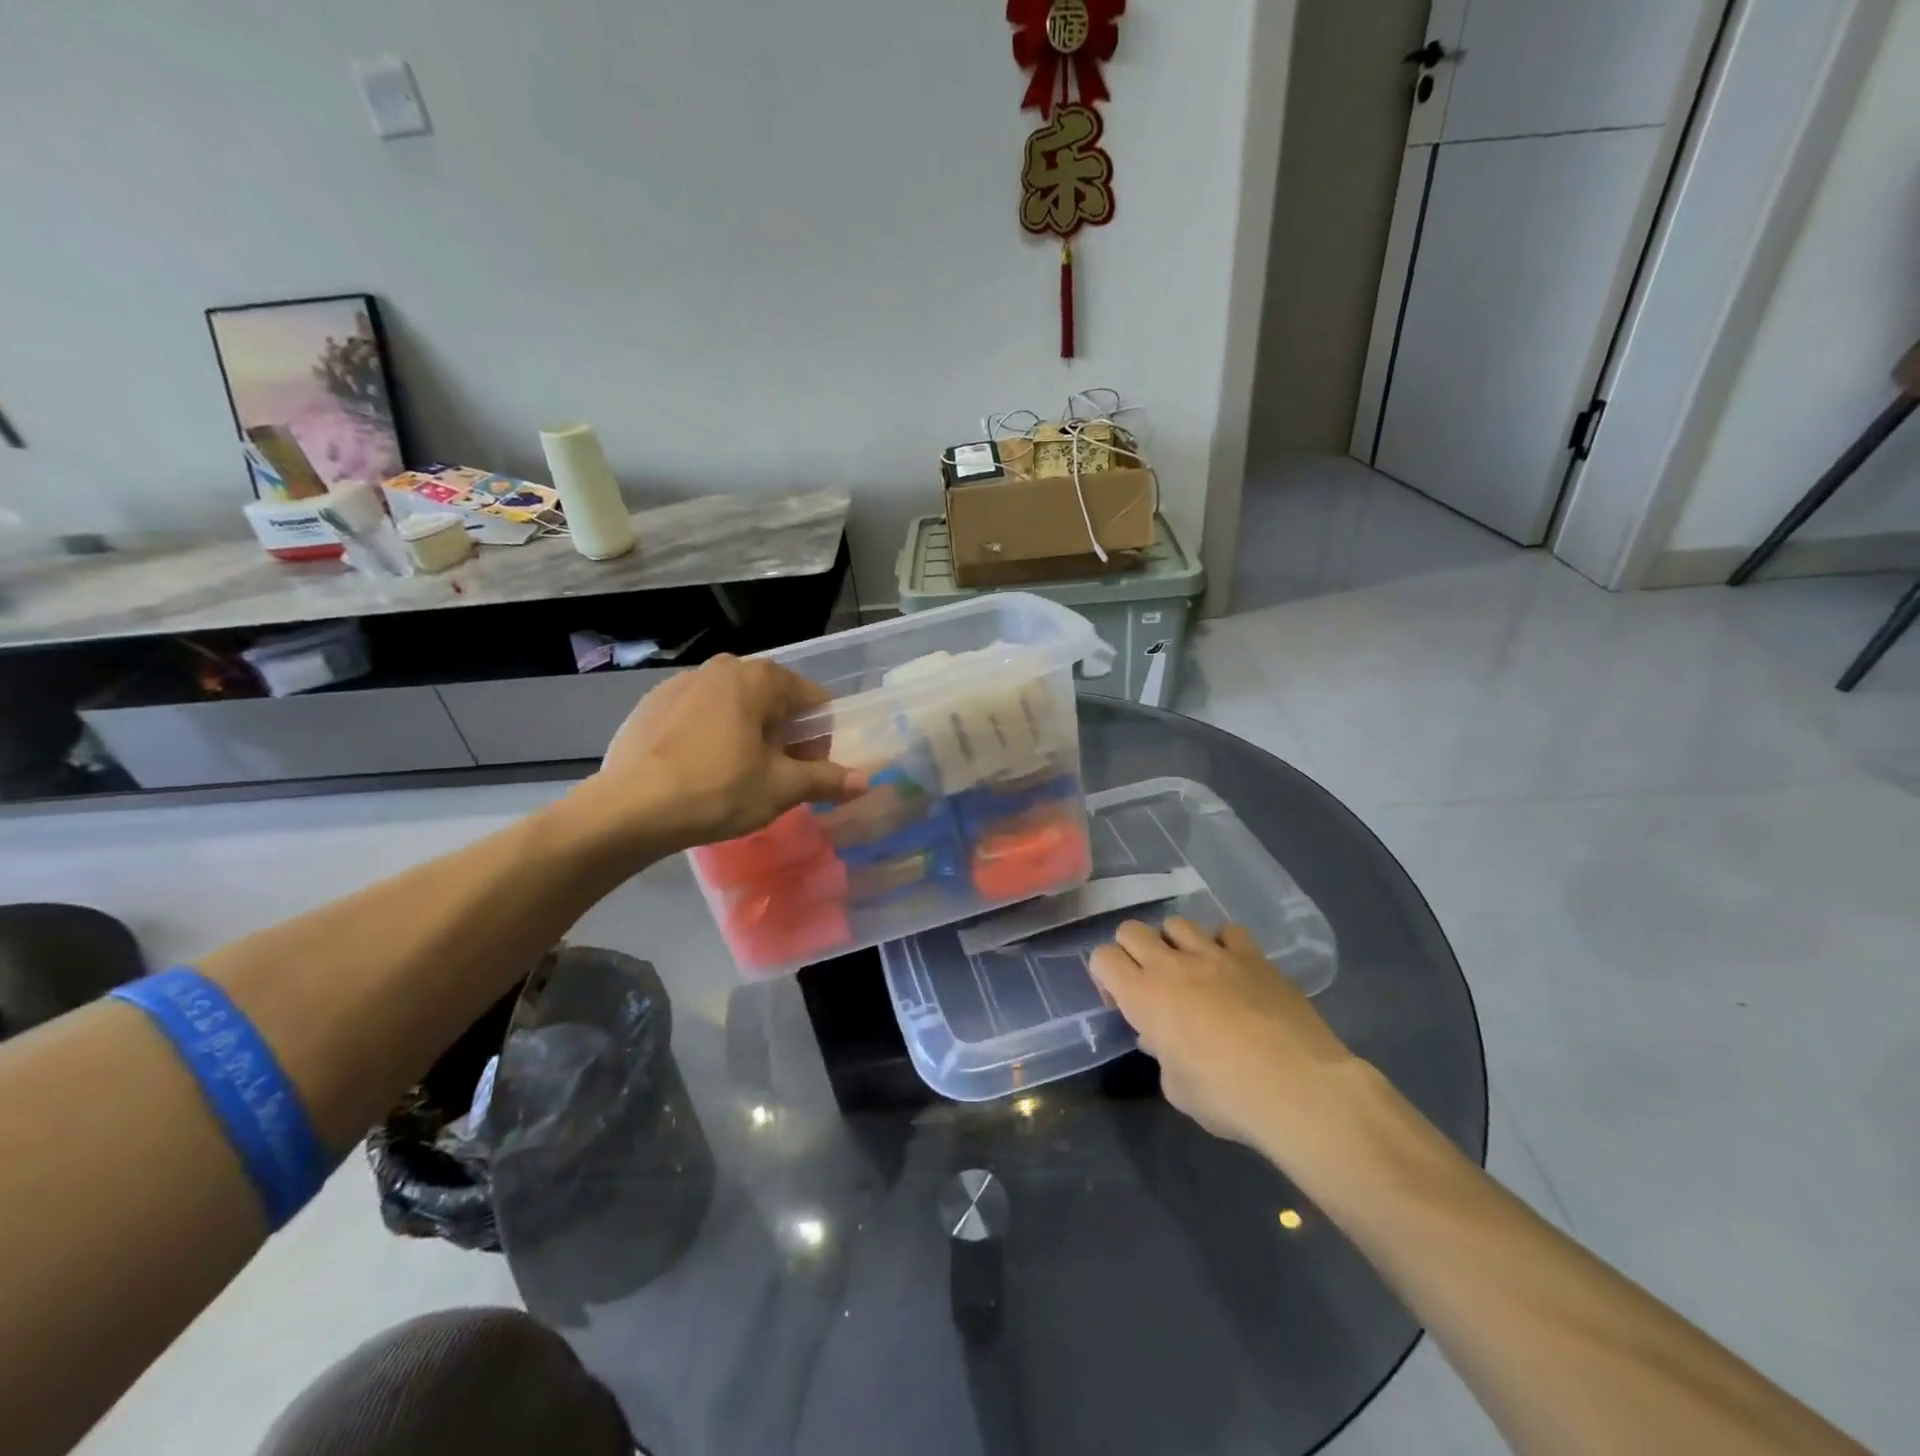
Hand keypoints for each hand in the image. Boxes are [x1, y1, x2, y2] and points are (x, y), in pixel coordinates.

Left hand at [573, 656, 862, 857]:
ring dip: (749, 735)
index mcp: (760, 677)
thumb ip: (827, 779)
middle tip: (777, 778)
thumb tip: (865, 781)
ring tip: (738, 777)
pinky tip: (700, 771)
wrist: (630, 809)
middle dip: (784, 737)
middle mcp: (723, 667)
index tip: (810, 771)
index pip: (814, 700)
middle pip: (774, 701)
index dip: (822, 738)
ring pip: (735, 707)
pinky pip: (699, 716)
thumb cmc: (719, 790)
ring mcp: (682, 682)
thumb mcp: (782, 788)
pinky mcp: (651, 703)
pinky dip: (712, 736)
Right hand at [1089, 919, 1360, 1160]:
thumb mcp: (1178, 1089)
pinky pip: (1228, 931)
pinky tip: (1232, 969)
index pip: (1103, 958)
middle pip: (1132, 929)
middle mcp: (1172, 965)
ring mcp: (1215, 955)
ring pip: (1177, 923)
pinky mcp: (1254, 956)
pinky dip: (1223, 945)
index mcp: (1144, 996)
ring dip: (1176, 944)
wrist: (1299, 1088)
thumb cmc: (1227, 1097)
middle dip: (1133, 951)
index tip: (1121, 1002)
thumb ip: (1162, 1056)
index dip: (1105, 976)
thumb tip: (1160, 1039)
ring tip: (1192, 972)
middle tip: (1150, 983)